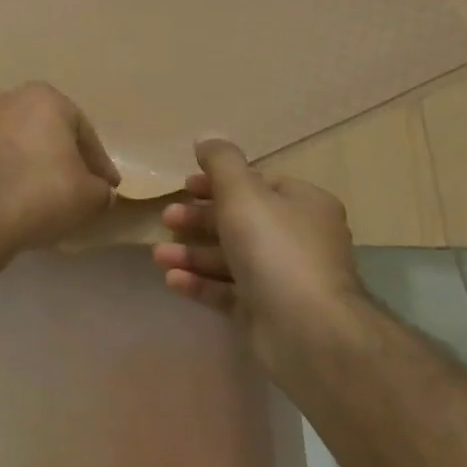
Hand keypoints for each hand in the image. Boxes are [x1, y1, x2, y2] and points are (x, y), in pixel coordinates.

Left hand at [0, 83, 120, 250]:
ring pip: (17, 144)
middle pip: (47, 132)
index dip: (98, 163)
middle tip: (79, 186)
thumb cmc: (42, 192)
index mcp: (44, 98)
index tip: (108, 186)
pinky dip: (8, 175)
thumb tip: (99, 192)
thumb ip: (100, 189)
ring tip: (46, 195)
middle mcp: (7, 100)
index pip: (83, 132)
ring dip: (32, 164)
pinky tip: (17, 200)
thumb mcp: (90, 196)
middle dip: (63, 157)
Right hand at [152, 139, 366, 362]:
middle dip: (199, 219)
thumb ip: (221, 162)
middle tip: (167, 218)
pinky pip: (229, 291)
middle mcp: (299, 238)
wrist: (307, 330)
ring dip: (192, 253)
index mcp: (303, 204)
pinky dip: (201, 282)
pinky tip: (172, 280)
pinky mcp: (269, 311)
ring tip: (158, 255)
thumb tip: (207, 136)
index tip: (184, 186)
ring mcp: (285, 277)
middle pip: (240, 220)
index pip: (258, 183)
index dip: (218, 182)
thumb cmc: (274, 248)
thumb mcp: (242, 192)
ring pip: (231, 257)